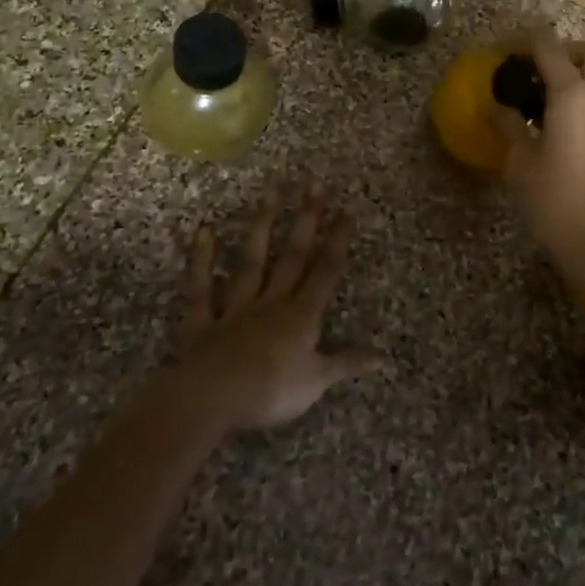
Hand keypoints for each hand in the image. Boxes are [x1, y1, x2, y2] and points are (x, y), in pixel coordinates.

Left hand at [179, 181, 382, 430]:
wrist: (212, 400)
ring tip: (271, 191)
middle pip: (292, 256)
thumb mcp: (317, 382)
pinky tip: (204, 231)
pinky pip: (201, 289)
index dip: (337, 240)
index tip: (347, 209)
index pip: (325, 271)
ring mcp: (236, 309)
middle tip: (315, 185)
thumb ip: (346, 363)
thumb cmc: (270, 392)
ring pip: (251, 262)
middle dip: (306, 220)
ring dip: (262, 226)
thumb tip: (383, 355)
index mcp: (301, 316)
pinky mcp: (203, 322)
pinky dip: (201, 261)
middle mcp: (271, 302)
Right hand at [495, 29, 584, 276]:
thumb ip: (509, 126)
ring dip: (578, 74)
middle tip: (535, 68)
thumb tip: (498, 107)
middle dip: (563, 50)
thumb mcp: (520, 163)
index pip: (549, 48)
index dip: (525, 40)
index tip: (505, 49)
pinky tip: (562, 123)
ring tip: (545, 98)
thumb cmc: (555, 202)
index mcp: (573, 95)